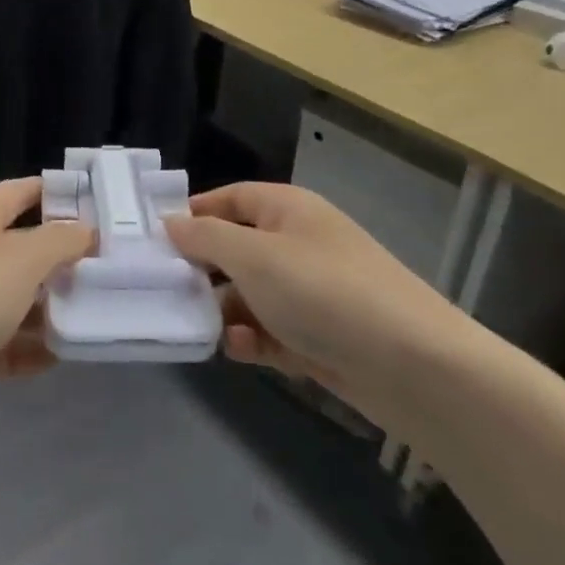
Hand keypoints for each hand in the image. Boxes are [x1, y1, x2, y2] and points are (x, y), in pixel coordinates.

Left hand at [0, 177, 93, 420]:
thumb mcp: (18, 260)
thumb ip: (59, 241)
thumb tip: (86, 230)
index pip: (25, 191)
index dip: (64, 194)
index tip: (109, 207)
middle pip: (26, 246)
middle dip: (68, 256)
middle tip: (119, 265)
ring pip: (20, 296)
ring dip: (55, 305)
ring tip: (104, 311)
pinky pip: (9, 340)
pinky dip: (35, 346)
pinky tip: (68, 353)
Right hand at [165, 183, 464, 411]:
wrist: (412, 365)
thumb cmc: (323, 292)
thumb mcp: (254, 256)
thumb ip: (205, 237)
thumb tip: (170, 222)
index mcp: (287, 210)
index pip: (228, 199)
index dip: (191, 215)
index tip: (152, 240)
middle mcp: (297, 244)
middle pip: (234, 249)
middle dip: (201, 271)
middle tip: (163, 291)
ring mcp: (309, 292)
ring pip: (248, 294)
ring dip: (223, 311)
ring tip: (201, 327)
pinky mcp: (317, 335)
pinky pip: (270, 329)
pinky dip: (252, 338)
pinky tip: (241, 349)